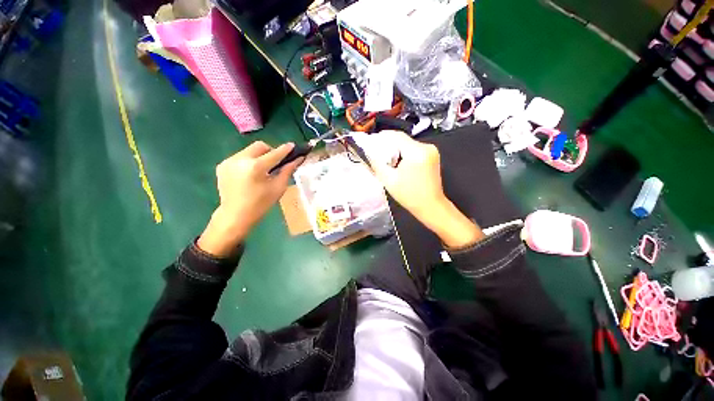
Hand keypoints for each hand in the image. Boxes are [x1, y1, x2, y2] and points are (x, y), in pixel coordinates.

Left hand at [198, 141, 302, 256]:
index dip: (285, 149)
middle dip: (270, 151)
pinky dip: (249, 161)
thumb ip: (288, 170)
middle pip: (260, 146)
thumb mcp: (278, 188)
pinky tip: (251, 174)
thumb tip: (298, 159)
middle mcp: (240, 160)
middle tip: (276, 162)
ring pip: (249, 150)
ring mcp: (229, 161)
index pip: (275, 154)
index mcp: (256, 167)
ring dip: (259, 156)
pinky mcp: (222, 165)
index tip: (293, 145)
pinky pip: (240, 157)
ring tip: (263, 169)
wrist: (235, 215)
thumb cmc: (261, 204)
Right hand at [368, 131, 483, 247]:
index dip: (382, 137)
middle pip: (402, 140)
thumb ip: (377, 162)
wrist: (430, 205)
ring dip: (396, 150)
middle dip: (388, 145)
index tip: (371, 141)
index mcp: (416, 153)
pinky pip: (414, 149)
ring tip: (388, 161)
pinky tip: (399, 163)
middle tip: (378, 154)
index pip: (396, 136)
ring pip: (407, 144)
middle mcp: (426, 147)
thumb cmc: (409, 196)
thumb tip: (369, 149)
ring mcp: (432, 150)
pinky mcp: (432, 155)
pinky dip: (405, 153)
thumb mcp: (388, 180)